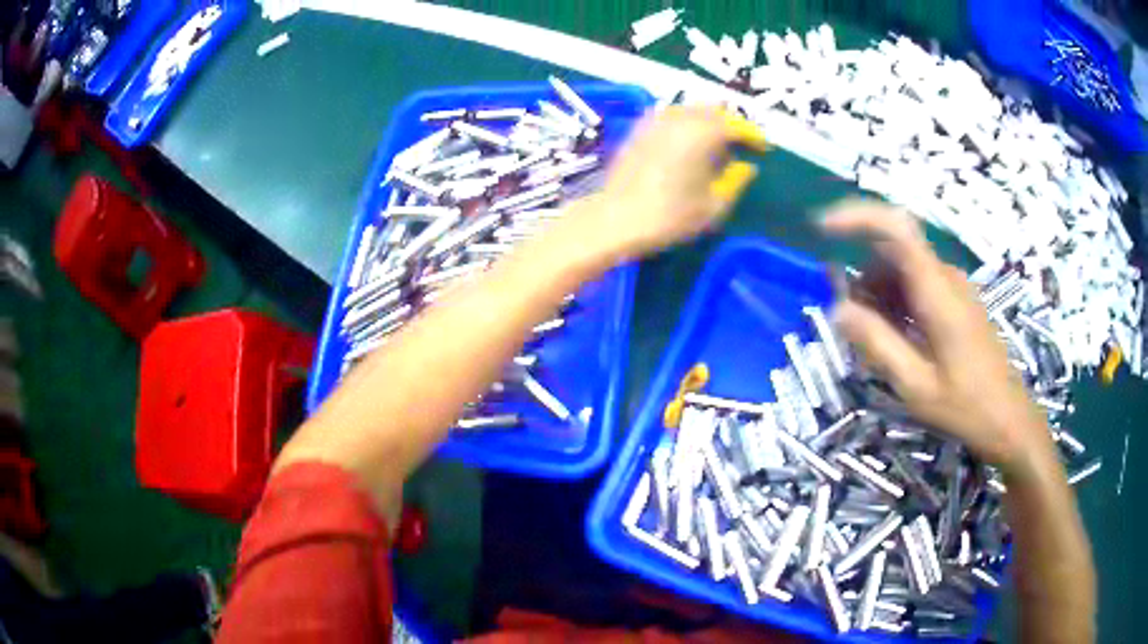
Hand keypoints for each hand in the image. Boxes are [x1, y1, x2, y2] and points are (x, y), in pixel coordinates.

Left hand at [567, 106, 765, 262]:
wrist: (615, 218)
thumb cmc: (669, 215)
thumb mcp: (713, 206)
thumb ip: (736, 181)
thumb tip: (746, 167)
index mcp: (703, 132)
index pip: (737, 125)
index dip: (754, 136)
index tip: (763, 149)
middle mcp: (681, 117)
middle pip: (715, 111)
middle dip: (732, 125)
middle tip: (740, 147)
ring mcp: (657, 119)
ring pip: (692, 110)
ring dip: (709, 122)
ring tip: (716, 147)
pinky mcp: (639, 128)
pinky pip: (672, 117)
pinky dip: (687, 124)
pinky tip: (688, 145)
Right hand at [822, 199, 1052, 473]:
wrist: (1009, 419)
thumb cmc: (966, 406)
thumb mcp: (916, 385)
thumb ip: (877, 344)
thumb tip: (837, 309)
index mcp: (938, 292)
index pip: (897, 229)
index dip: (857, 218)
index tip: (821, 229)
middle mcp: (946, 278)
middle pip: (893, 252)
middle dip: (863, 278)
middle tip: (849, 324)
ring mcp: (954, 288)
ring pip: (903, 270)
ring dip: (878, 295)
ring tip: (872, 343)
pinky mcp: (957, 302)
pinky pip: (918, 286)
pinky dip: (896, 304)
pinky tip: (895, 341)